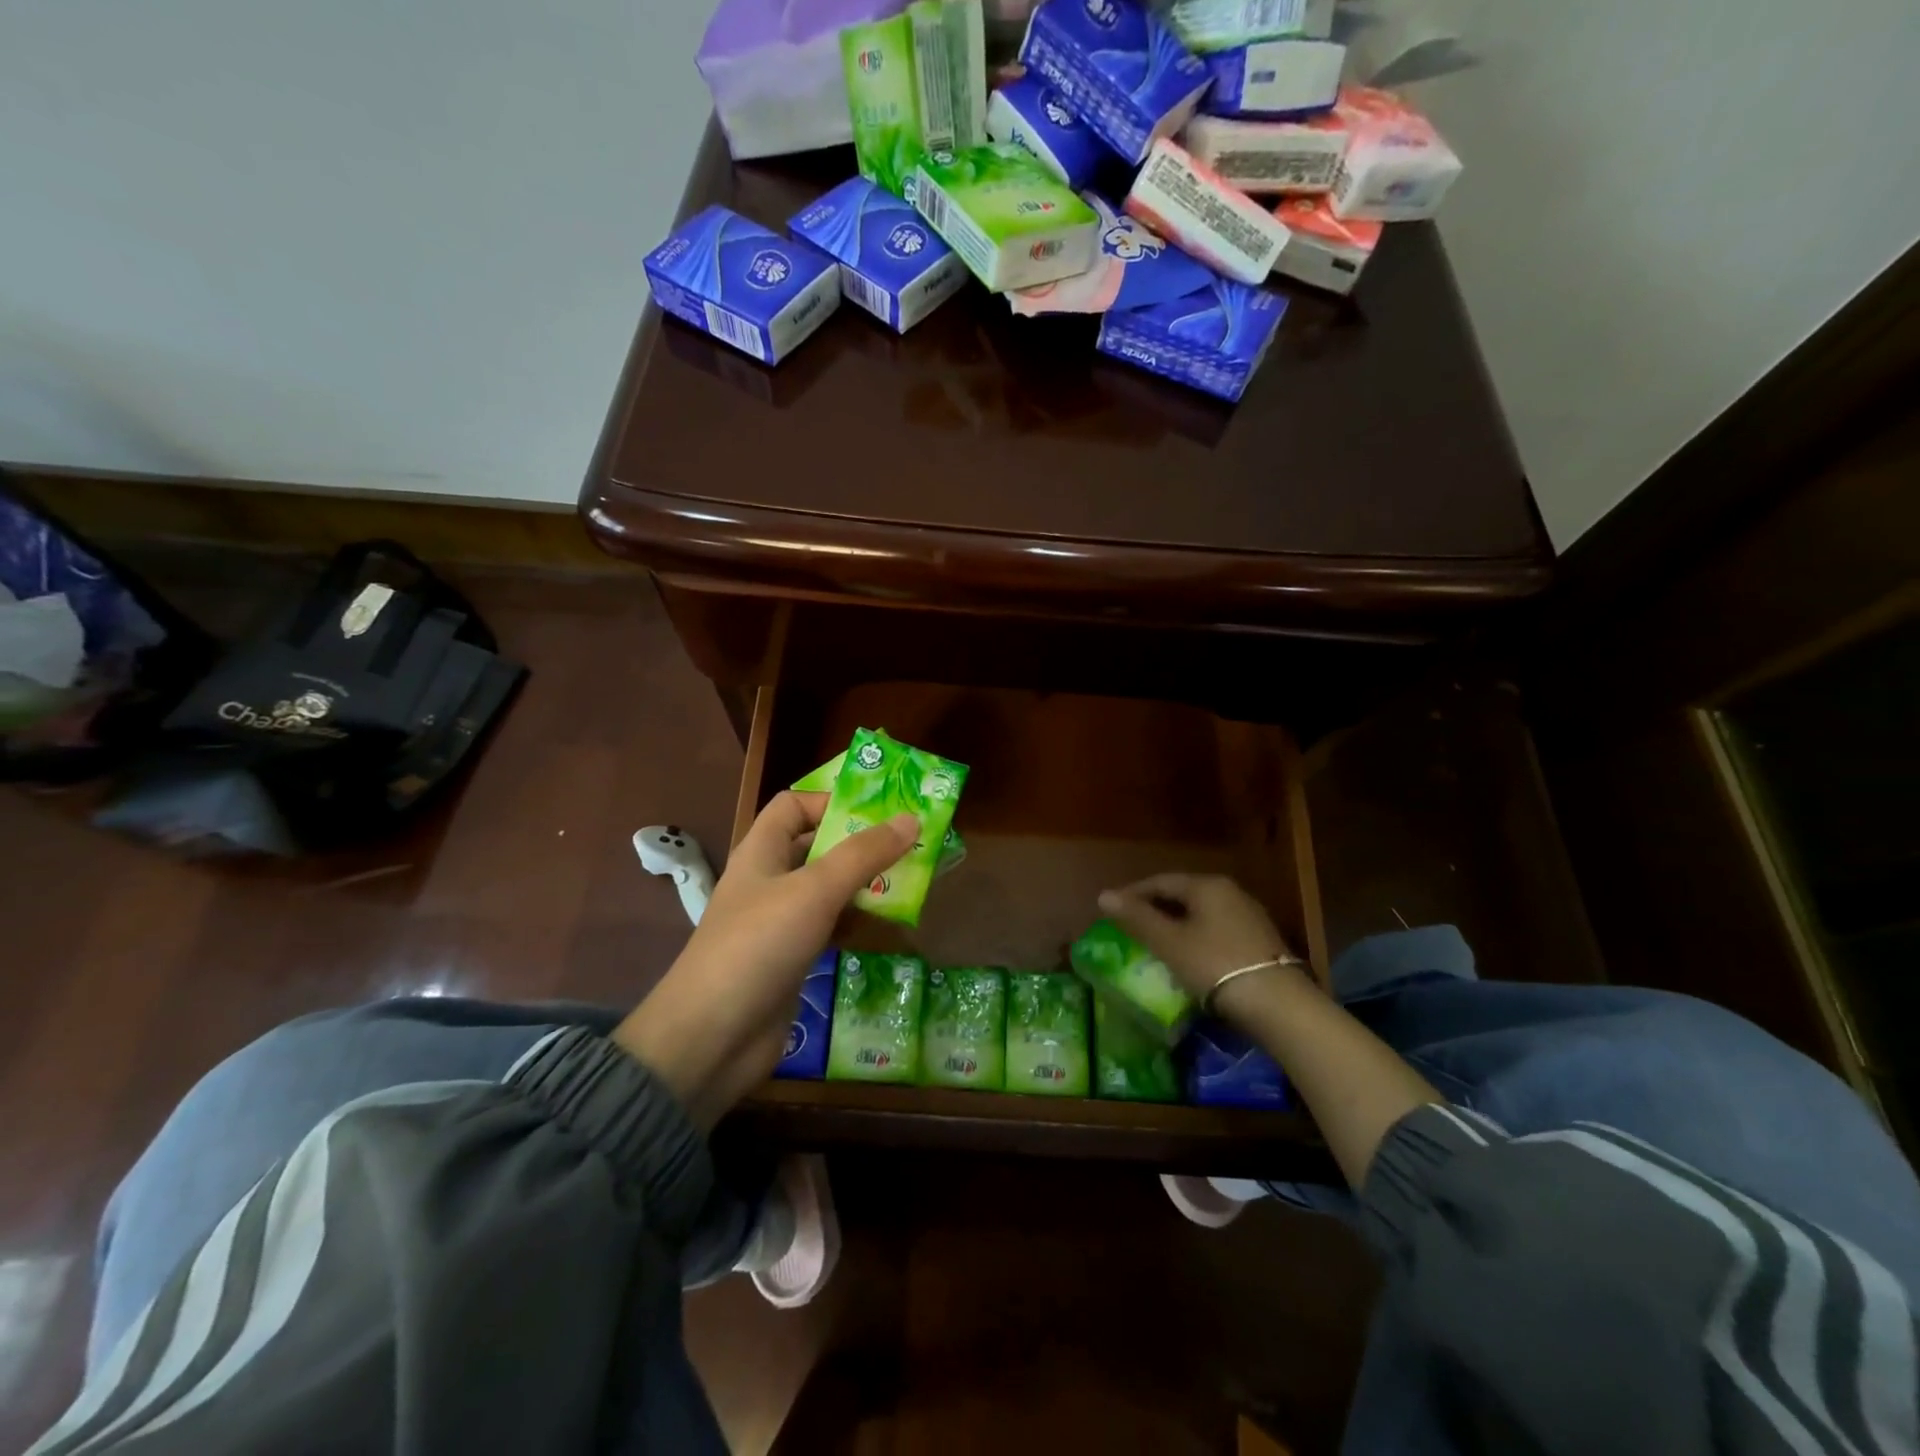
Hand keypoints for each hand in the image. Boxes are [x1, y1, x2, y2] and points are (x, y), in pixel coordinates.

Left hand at [615, 792, 916, 1127]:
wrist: (712, 1039)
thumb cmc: (759, 946)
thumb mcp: (814, 891)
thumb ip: (863, 855)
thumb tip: (909, 818)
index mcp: (762, 852)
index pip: (794, 805)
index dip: (832, 801)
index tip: (879, 812)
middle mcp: (769, 880)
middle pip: (817, 846)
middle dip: (861, 843)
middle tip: (911, 843)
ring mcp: (780, 922)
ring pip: (828, 889)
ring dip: (865, 883)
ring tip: (911, 879)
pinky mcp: (792, 959)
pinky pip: (830, 927)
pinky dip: (857, 921)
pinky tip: (889, 924)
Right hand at [1097, 873, 1303, 1005]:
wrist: (1278, 1003)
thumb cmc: (1214, 965)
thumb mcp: (1168, 942)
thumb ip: (1136, 917)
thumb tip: (1103, 895)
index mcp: (1206, 885)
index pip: (1160, 881)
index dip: (1133, 894)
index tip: (1112, 910)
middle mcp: (1230, 891)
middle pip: (1183, 894)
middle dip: (1155, 908)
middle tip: (1132, 926)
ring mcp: (1249, 915)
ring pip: (1201, 913)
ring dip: (1177, 924)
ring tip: (1156, 943)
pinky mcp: (1260, 939)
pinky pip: (1218, 929)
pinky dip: (1197, 937)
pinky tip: (1189, 956)